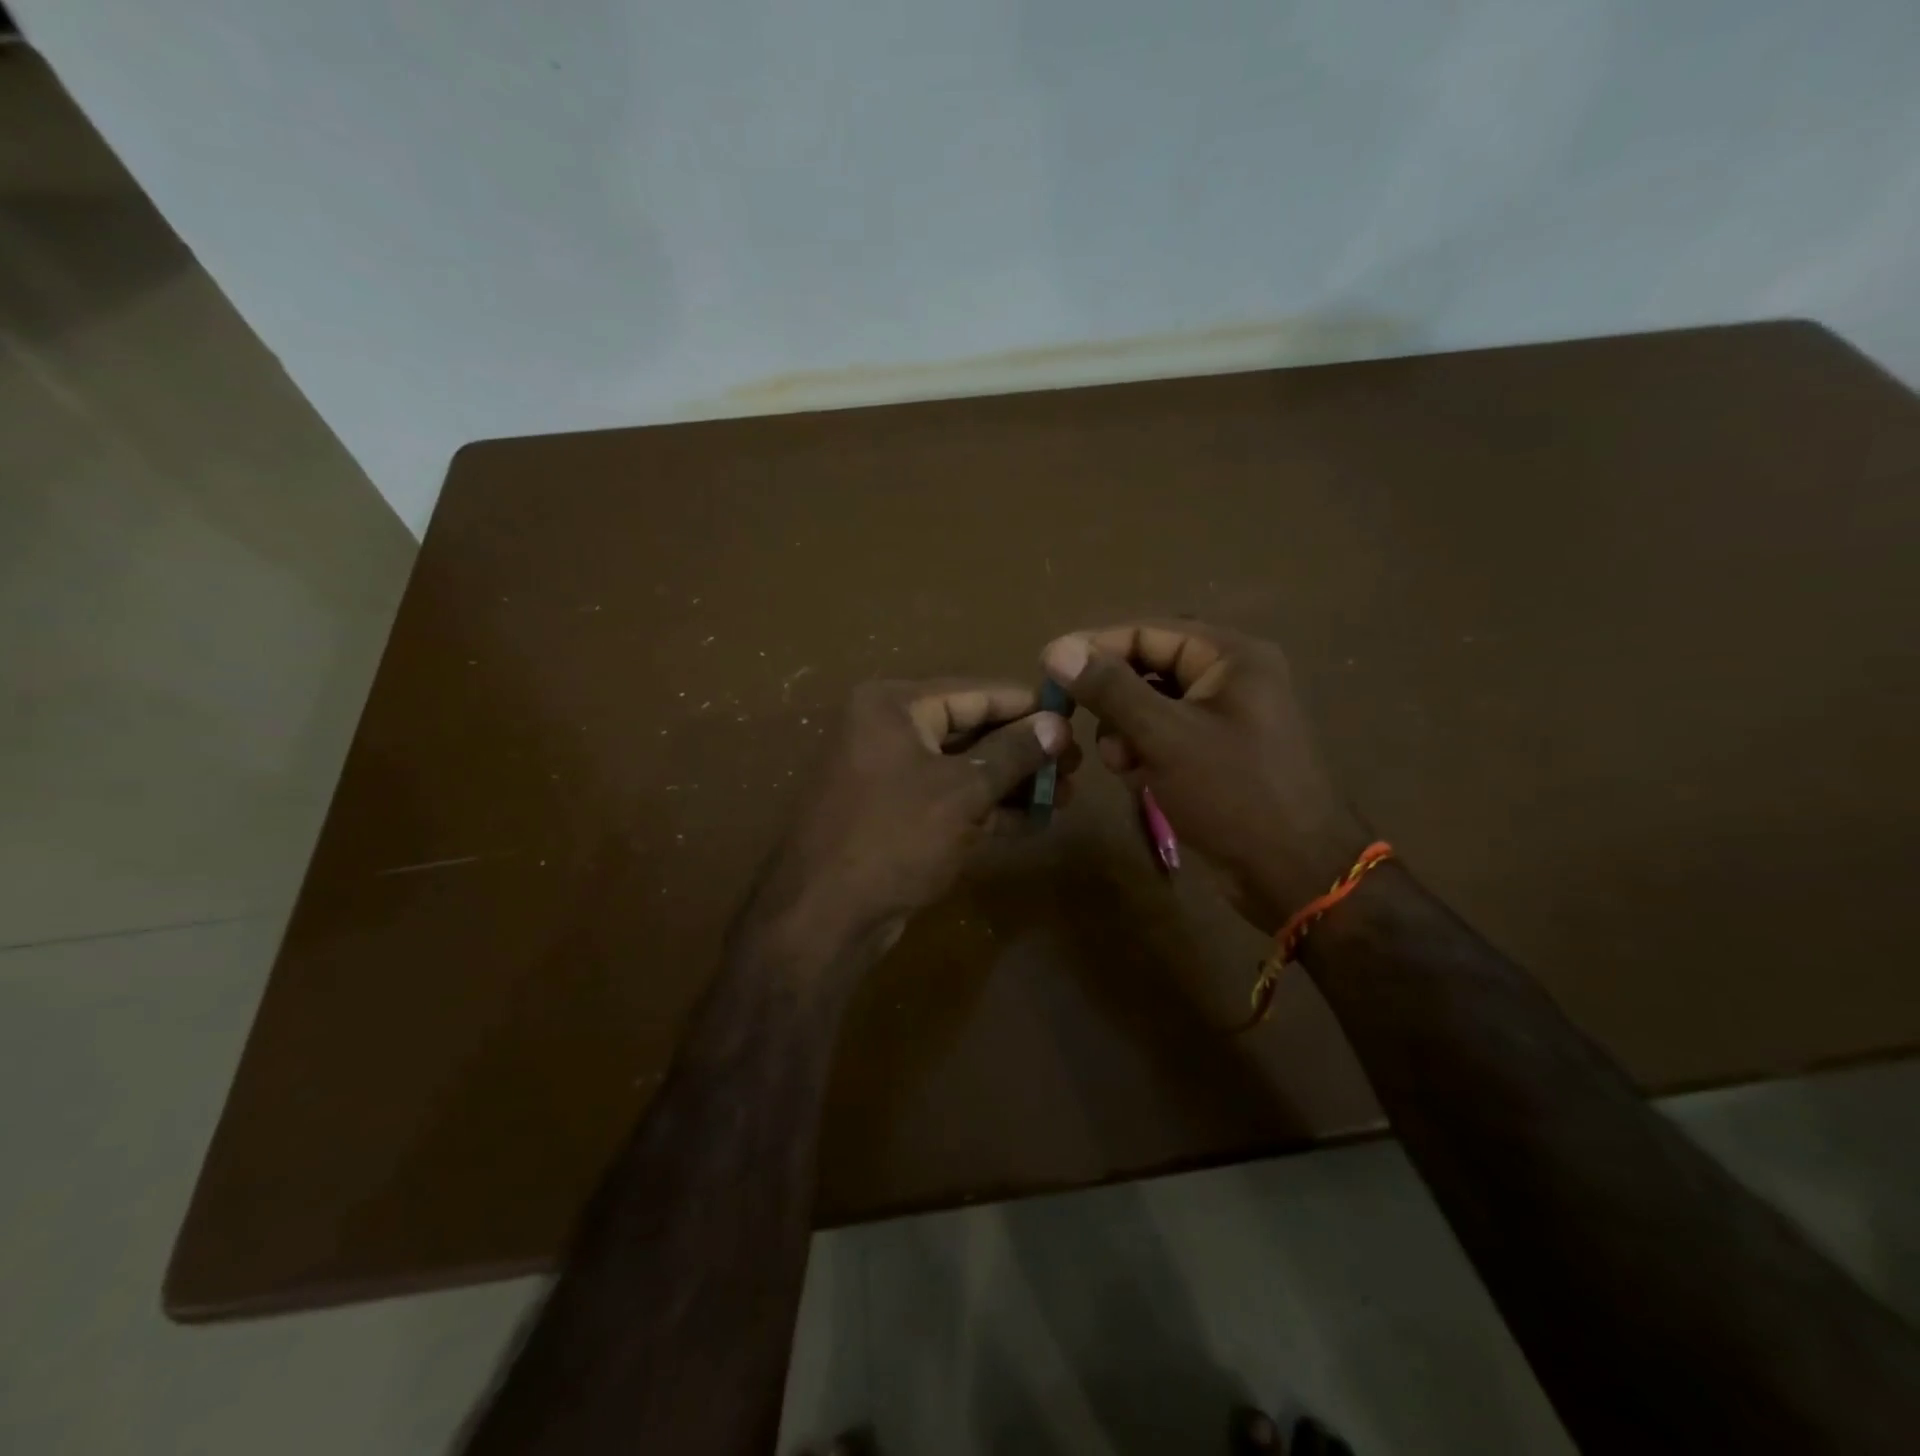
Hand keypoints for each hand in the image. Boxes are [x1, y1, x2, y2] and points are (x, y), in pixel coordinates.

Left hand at [747, 679, 1074, 966]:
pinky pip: (950, 799)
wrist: (824, 917)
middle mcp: (888, 730)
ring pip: (963, 768)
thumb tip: (1057, 724)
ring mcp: (890, 774)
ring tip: (1067, 795)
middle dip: (1025, 750)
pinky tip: (1036, 821)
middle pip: (971, 729)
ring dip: (1013, 782)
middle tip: (1078, 766)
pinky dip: (989, 808)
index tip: (1076, 718)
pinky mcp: (896, 814)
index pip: (976, 692)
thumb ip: (1012, 753)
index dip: (1029, 707)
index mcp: (894, 705)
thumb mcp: (961, 790)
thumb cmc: (894, 837)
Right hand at [1041, 622, 1367, 932]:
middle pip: (1148, 669)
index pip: (1147, 632)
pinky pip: (1165, 736)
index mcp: (1231, 656)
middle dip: (1113, 700)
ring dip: (1125, 732)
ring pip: (1151, 706)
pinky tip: (1137, 778)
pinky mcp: (1216, 753)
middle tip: (1078, 723)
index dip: (1095, 647)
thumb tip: (1057, 648)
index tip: (1048, 667)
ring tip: (1121, 764)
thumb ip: (1109, 689)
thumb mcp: (1164, 736)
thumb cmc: (1233, 794)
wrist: (1296, 875)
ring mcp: (1225, 718)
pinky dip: (1144, 752)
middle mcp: (1230, 677)